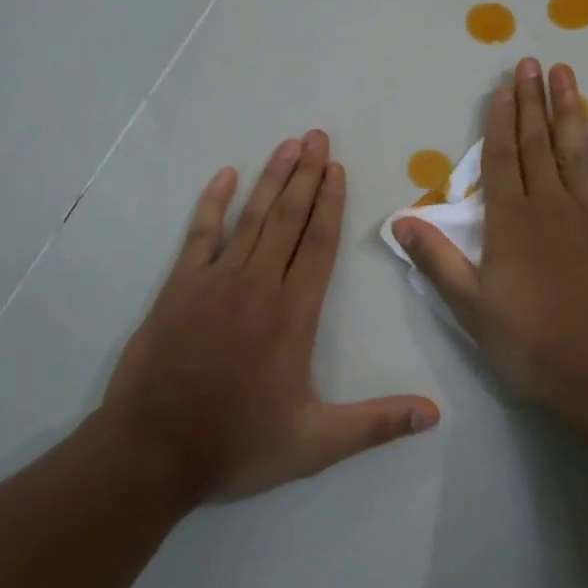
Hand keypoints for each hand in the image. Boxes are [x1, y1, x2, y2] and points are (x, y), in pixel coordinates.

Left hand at [102, 130, 440, 502]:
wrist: (153, 450)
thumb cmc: (237, 444)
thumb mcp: (315, 445)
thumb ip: (375, 424)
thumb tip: (434, 415)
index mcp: (294, 313)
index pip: (320, 244)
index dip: (331, 203)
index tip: (338, 168)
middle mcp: (259, 284)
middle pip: (289, 218)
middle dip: (307, 175)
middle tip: (317, 137)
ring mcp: (216, 280)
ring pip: (252, 217)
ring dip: (272, 179)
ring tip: (288, 145)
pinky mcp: (179, 285)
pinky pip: (201, 233)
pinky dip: (213, 202)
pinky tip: (224, 175)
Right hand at [392, 59, 587, 432]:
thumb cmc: (535, 344)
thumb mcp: (472, 309)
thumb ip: (437, 260)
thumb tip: (399, 220)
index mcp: (510, 222)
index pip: (501, 159)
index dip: (499, 121)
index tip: (502, 88)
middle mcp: (550, 205)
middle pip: (537, 143)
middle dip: (531, 101)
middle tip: (530, 63)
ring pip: (575, 149)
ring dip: (568, 109)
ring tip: (564, 73)